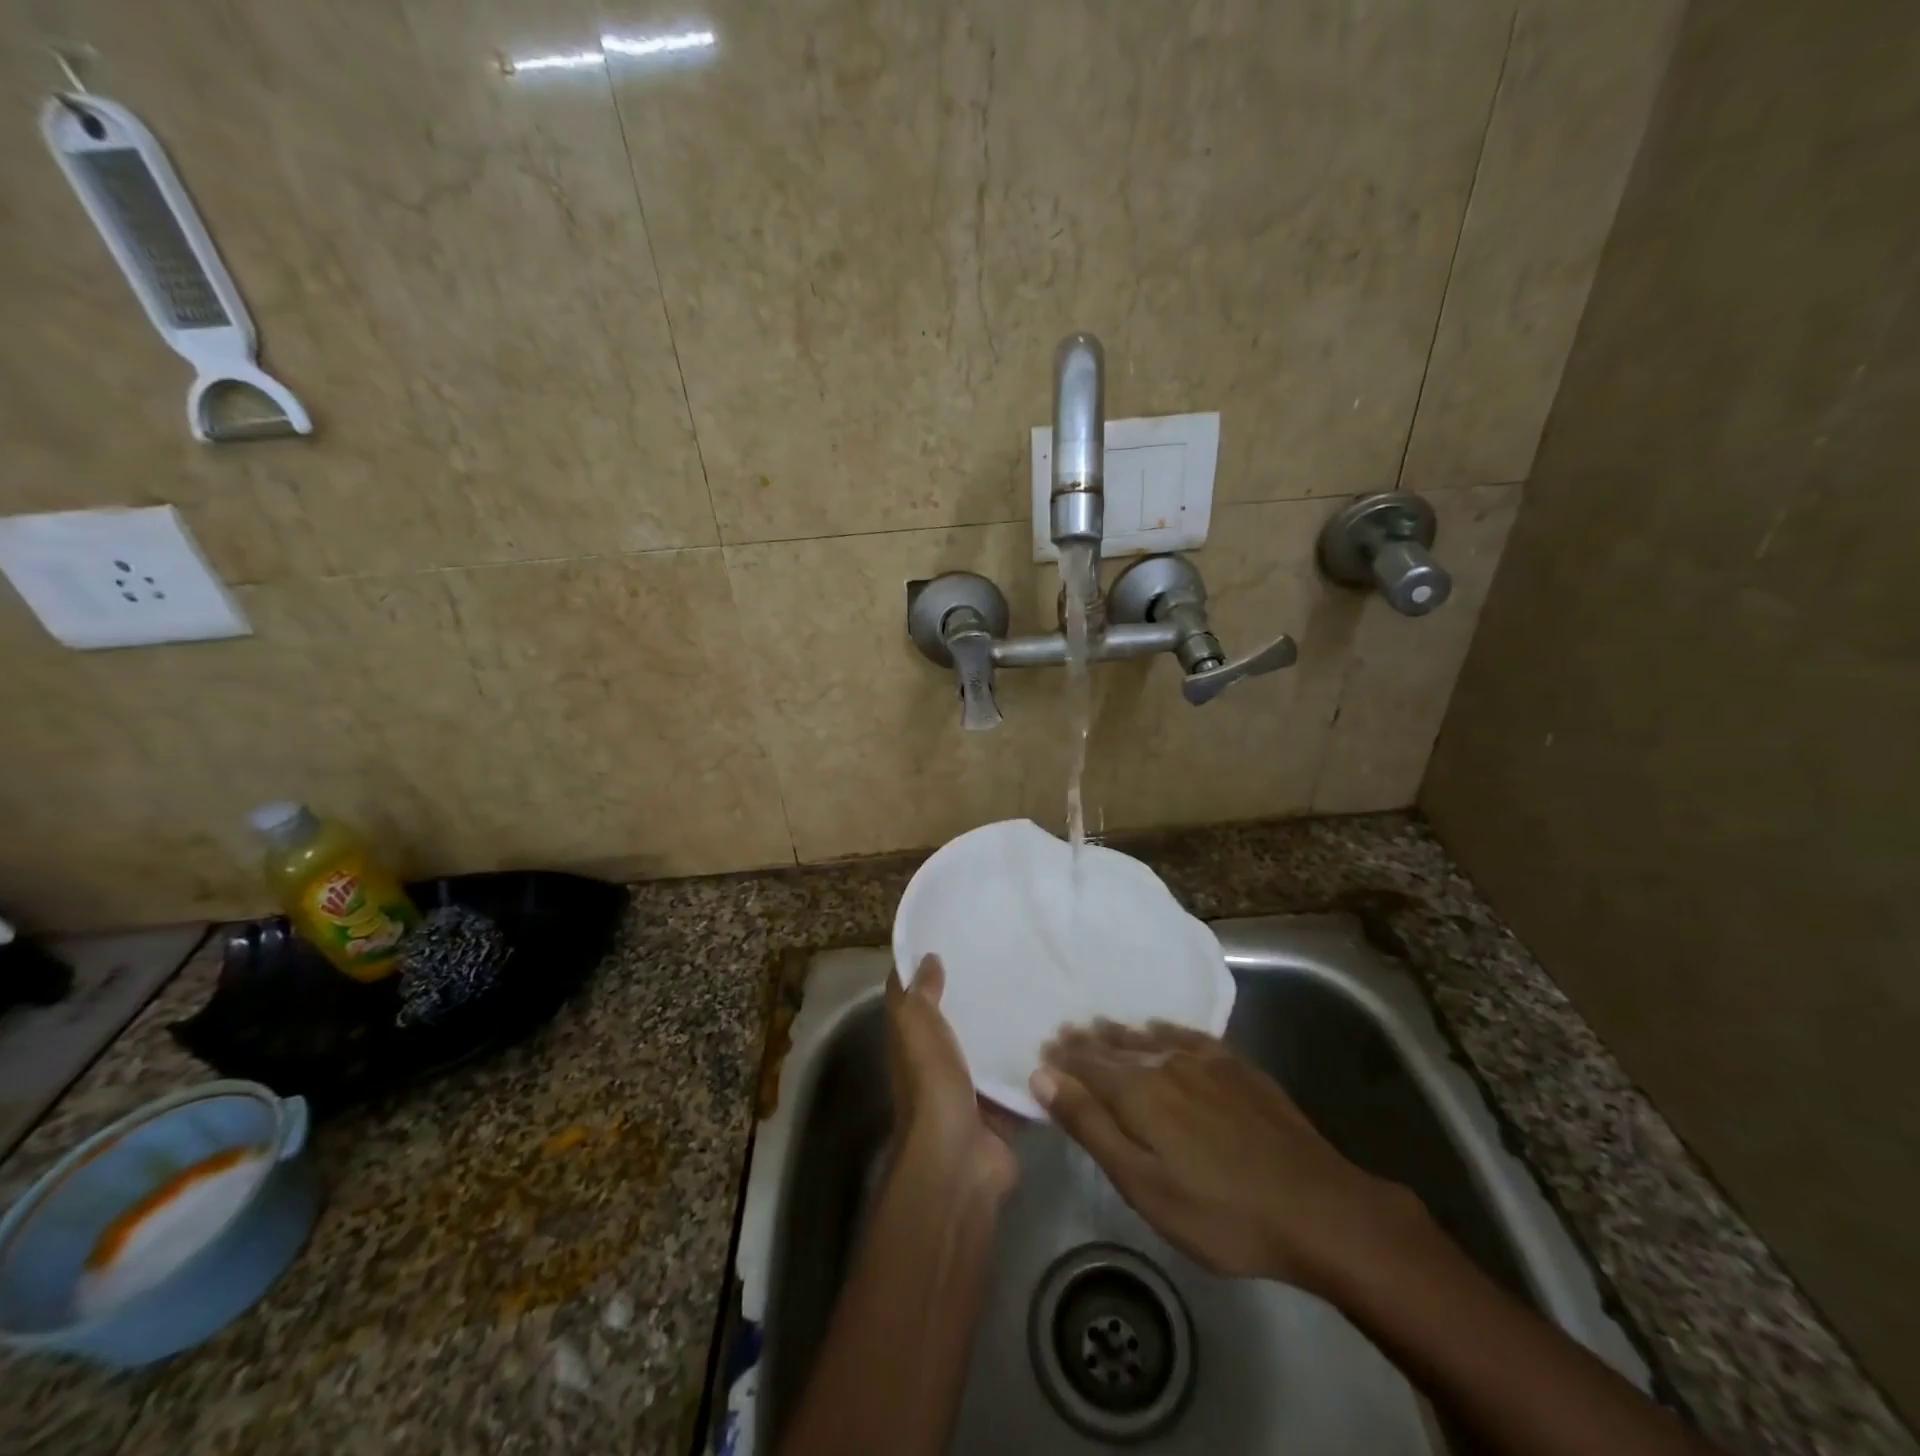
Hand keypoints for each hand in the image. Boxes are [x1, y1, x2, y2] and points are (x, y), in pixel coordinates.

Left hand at [887, 955, 1018, 1198]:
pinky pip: (1021, 1077)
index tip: (955, 935)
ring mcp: (972, 1086)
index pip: (916, 995)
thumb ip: (921, 994)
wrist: (961, 1160)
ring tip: (1041, 985)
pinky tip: (1058, 1033)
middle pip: (957, 1019)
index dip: (926, 966)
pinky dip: (1036, 1062)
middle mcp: (939, 1061)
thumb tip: (928, 957)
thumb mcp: (917, 1028)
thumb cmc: (932, 1085)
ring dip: (1010, 1026)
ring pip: (992, 1046)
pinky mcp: (1003, 1107)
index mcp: (913, 1040)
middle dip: (978, 992)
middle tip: (1011, 955)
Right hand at [1032, 1020, 1420, 1292]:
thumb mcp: (1143, 1184)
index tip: (1043, 1050)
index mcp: (1138, 1092)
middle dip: (1087, 1042)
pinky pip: (1189, 1036)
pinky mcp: (1238, 1067)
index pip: (1088, 1066)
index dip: (1063, 1060)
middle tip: (1064, 1033)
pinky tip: (1161, 1029)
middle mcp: (1166, 1063)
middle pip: (1116, 1048)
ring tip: (1101, 1026)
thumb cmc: (1219, 1212)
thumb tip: (1044, 1076)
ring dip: (1120, 1034)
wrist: (1317, 1208)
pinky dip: (1166, 1031)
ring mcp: (1206, 1062)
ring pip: (1150, 1039)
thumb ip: (1091, 1127)